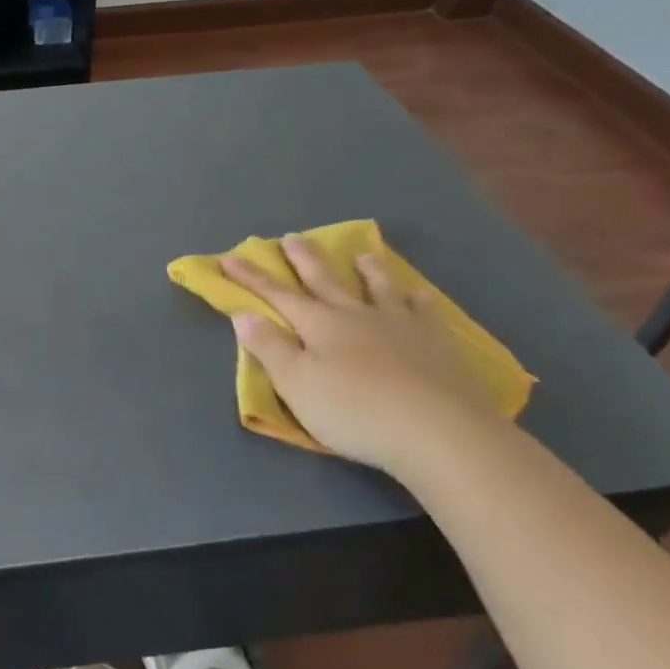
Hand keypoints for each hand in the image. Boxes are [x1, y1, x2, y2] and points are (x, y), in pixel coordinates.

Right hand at [224, 237, 507, 480]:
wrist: (440, 431)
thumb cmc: (355, 411)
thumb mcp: (297, 384)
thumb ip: (269, 348)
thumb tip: (243, 314)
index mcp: (319, 325)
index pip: (277, 295)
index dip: (251, 277)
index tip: (229, 256)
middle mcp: (356, 315)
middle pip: (325, 281)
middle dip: (304, 259)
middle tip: (292, 237)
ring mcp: (400, 326)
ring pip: (379, 288)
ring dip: (367, 271)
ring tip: (362, 255)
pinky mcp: (437, 344)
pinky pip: (424, 313)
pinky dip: (417, 301)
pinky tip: (419, 296)